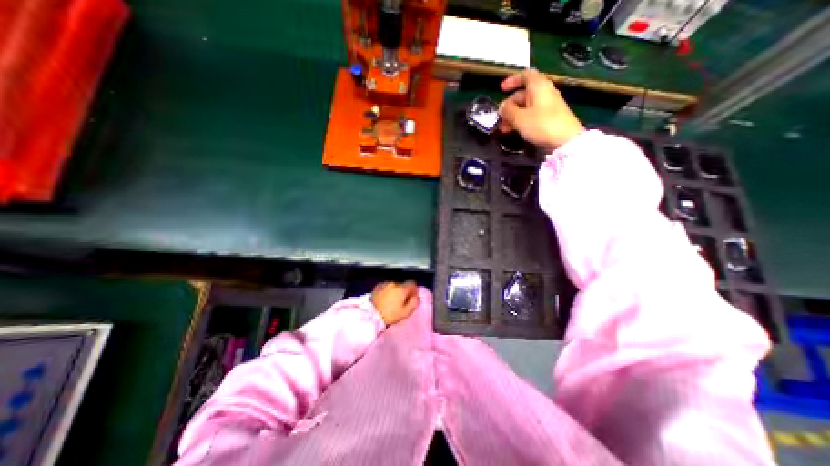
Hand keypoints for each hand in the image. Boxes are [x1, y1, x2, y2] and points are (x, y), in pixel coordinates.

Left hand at [371, 281, 421, 326]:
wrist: (371, 316)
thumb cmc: (391, 315)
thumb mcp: (405, 312)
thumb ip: (413, 303)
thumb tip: (417, 297)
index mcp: (402, 289)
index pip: (412, 283)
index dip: (413, 289)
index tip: (412, 296)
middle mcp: (394, 283)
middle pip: (402, 285)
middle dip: (403, 291)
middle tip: (401, 301)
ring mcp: (384, 284)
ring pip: (393, 285)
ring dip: (394, 290)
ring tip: (391, 300)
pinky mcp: (377, 287)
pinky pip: (385, 286)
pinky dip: (387, 290)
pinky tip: (384, 297)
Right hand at [498, 68, 581, 149]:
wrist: (565, 140)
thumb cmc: (541, 124)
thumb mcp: (520, 118)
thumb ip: (508, 111)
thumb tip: (502, 107)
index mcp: (538, 86)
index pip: (525, 75)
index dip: (512, 80)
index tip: (501, 89)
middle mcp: (544, 92)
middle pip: (523, 94)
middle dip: (509, 105)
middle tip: (499, 118)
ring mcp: (547, 105)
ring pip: (526, 106)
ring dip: (513, 115)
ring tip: (503, 128)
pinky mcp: (549, 117)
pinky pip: (531, 115)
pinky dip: (521, 120)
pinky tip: (514, 130)